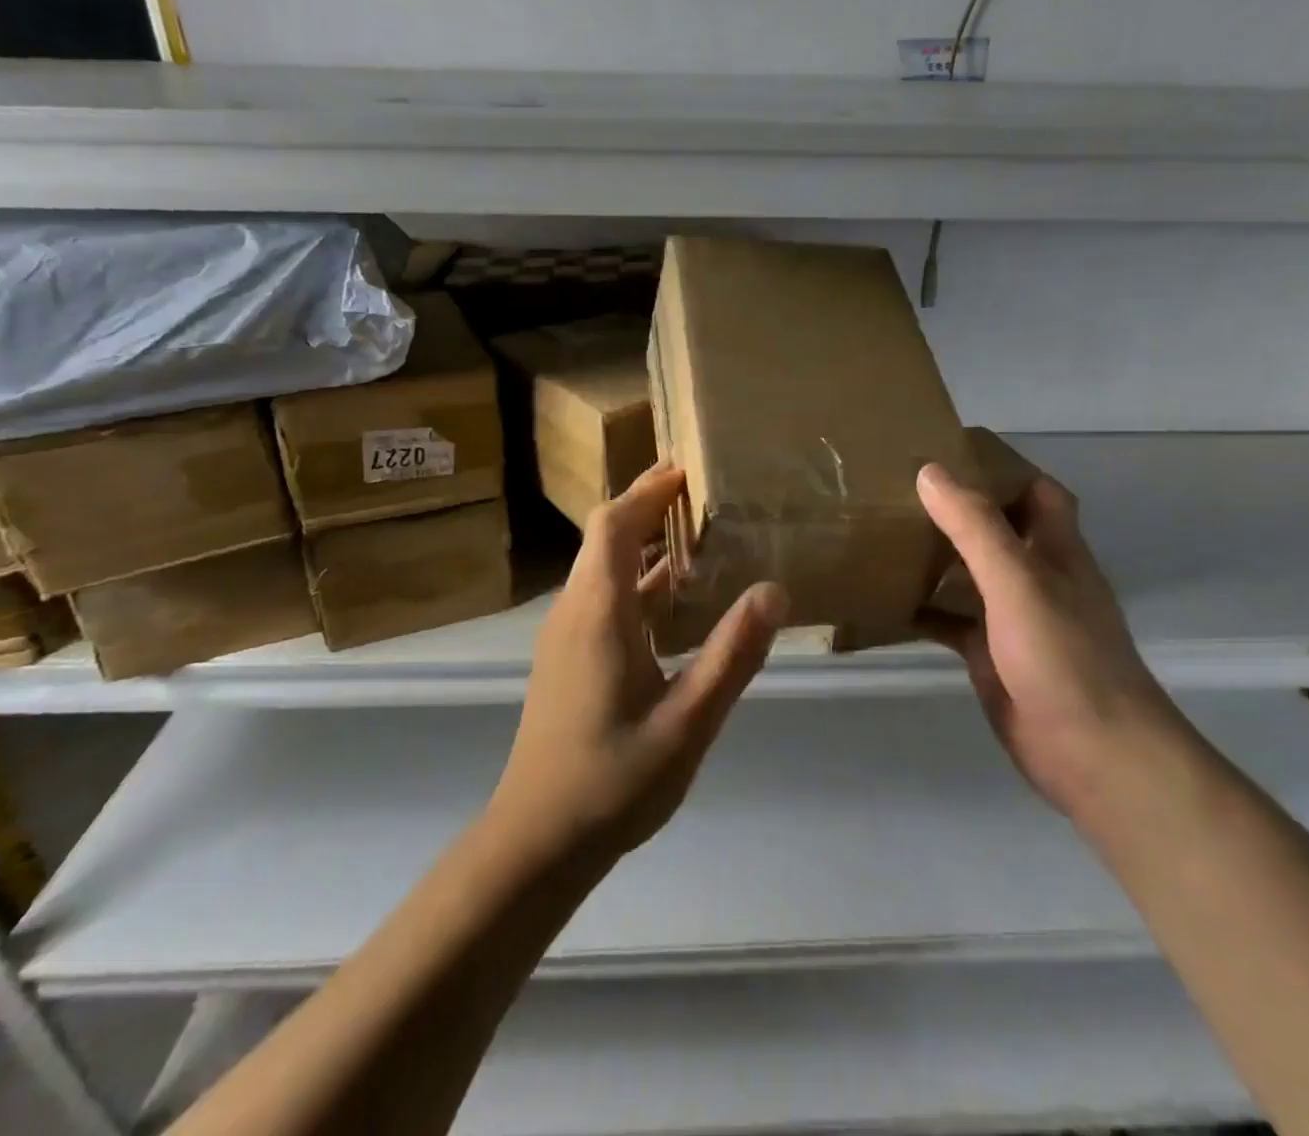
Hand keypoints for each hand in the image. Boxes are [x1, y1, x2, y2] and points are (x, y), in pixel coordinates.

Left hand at [491, 463, 787, 865]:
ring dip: (642, 543)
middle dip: (648, 507)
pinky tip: (672, 601)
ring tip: (695, 535)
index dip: (648, 490)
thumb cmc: (612, 781)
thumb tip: (773, 590)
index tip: (687, 468)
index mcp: (597, 612)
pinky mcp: (566, 657)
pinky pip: (601, 597)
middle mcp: (573, 610)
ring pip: (602, 568)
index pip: (614, 524)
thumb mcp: (688, 721)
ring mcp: (564, 635)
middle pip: (605, 537)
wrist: (536, 841)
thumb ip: (732, 655)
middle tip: (701, 493)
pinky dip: (636, 580)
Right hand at [916, 462, 1189, 816]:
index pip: (1035, 491)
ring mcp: (1013, 618)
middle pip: (995, 528)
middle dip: (955, 508)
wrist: (1094, 755)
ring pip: (970, 573)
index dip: (1000, 467)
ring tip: (883, 533)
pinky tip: (886, 601)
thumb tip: (930, 471)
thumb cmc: (1064, 657)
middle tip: (898, 488)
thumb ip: (976, 526)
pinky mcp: (991, 655)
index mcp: (1054, 549)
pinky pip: (951, 620)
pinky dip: (924, 608)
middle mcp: (1036, 576)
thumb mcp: (1018, 582)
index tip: (947, 451)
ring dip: (936, 555)